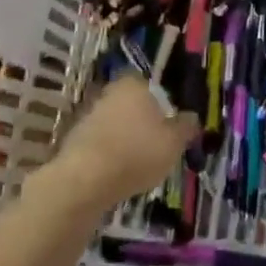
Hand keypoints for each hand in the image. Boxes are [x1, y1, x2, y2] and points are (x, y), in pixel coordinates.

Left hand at [39, 75, 195, 213]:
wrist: (85, 180)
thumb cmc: (137, 153)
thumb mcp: (174, 143)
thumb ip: (186, 127)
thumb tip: (192, 117)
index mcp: (134, 84)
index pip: (152, 87)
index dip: (162, 106)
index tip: (169, 126)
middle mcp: (109, 92)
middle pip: (132, 105)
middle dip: (142, 122)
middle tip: (155, 145)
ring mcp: (87, 115)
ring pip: (114, 123)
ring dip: (124, 138)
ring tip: (137, 164)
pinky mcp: (73, 139)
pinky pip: (99, 143)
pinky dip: (108, 153)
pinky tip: (116, 172)